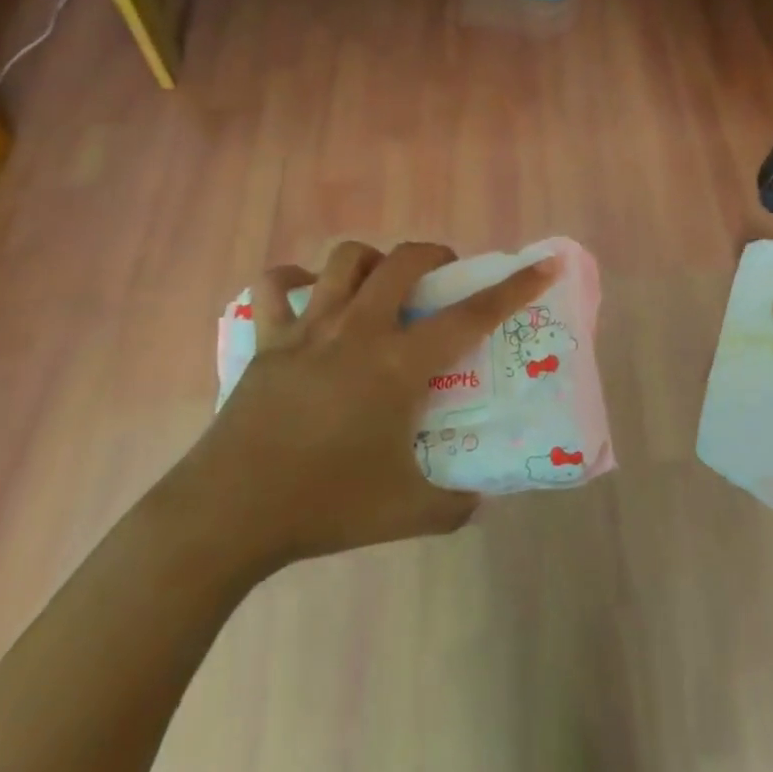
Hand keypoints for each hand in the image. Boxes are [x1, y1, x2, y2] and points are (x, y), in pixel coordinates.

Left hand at [173, 240, 555, 583]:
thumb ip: (454, 505)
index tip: (544, 264)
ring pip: (346, 259)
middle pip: (404, 261)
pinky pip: (275, 286)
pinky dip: (293, 280)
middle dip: (436, 255)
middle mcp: (359, 330)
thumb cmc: (324, 506)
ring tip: (380, 286)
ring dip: (373, 260)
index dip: (515, 287)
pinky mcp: (268, 339)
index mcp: (399, 365)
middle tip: (444, 278)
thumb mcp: (406, 513)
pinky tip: (307, 295)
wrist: (228, 516)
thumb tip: (479, 498)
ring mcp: (309, 328)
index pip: (471, 315)